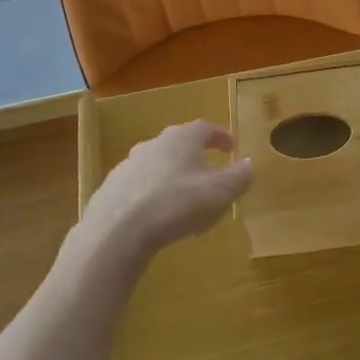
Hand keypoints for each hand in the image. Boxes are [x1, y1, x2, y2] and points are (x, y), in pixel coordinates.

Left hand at [80, 120, 252, 257]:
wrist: (117, 231)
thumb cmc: (176, 204)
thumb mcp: (220, 193)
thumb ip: (239, 177)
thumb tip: (249, 163)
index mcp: (182, 139)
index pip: (205, 128)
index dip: (221, 136)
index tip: (231, 146)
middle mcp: (154, 144)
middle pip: (179, 144)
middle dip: (195, 156)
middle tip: (209, 173)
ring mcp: (128, 165)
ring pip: (157, 165)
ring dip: (172, 176)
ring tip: (183, 198)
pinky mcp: (110, 189)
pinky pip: (139, 187)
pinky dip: (151, 194)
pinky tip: (156, 216)